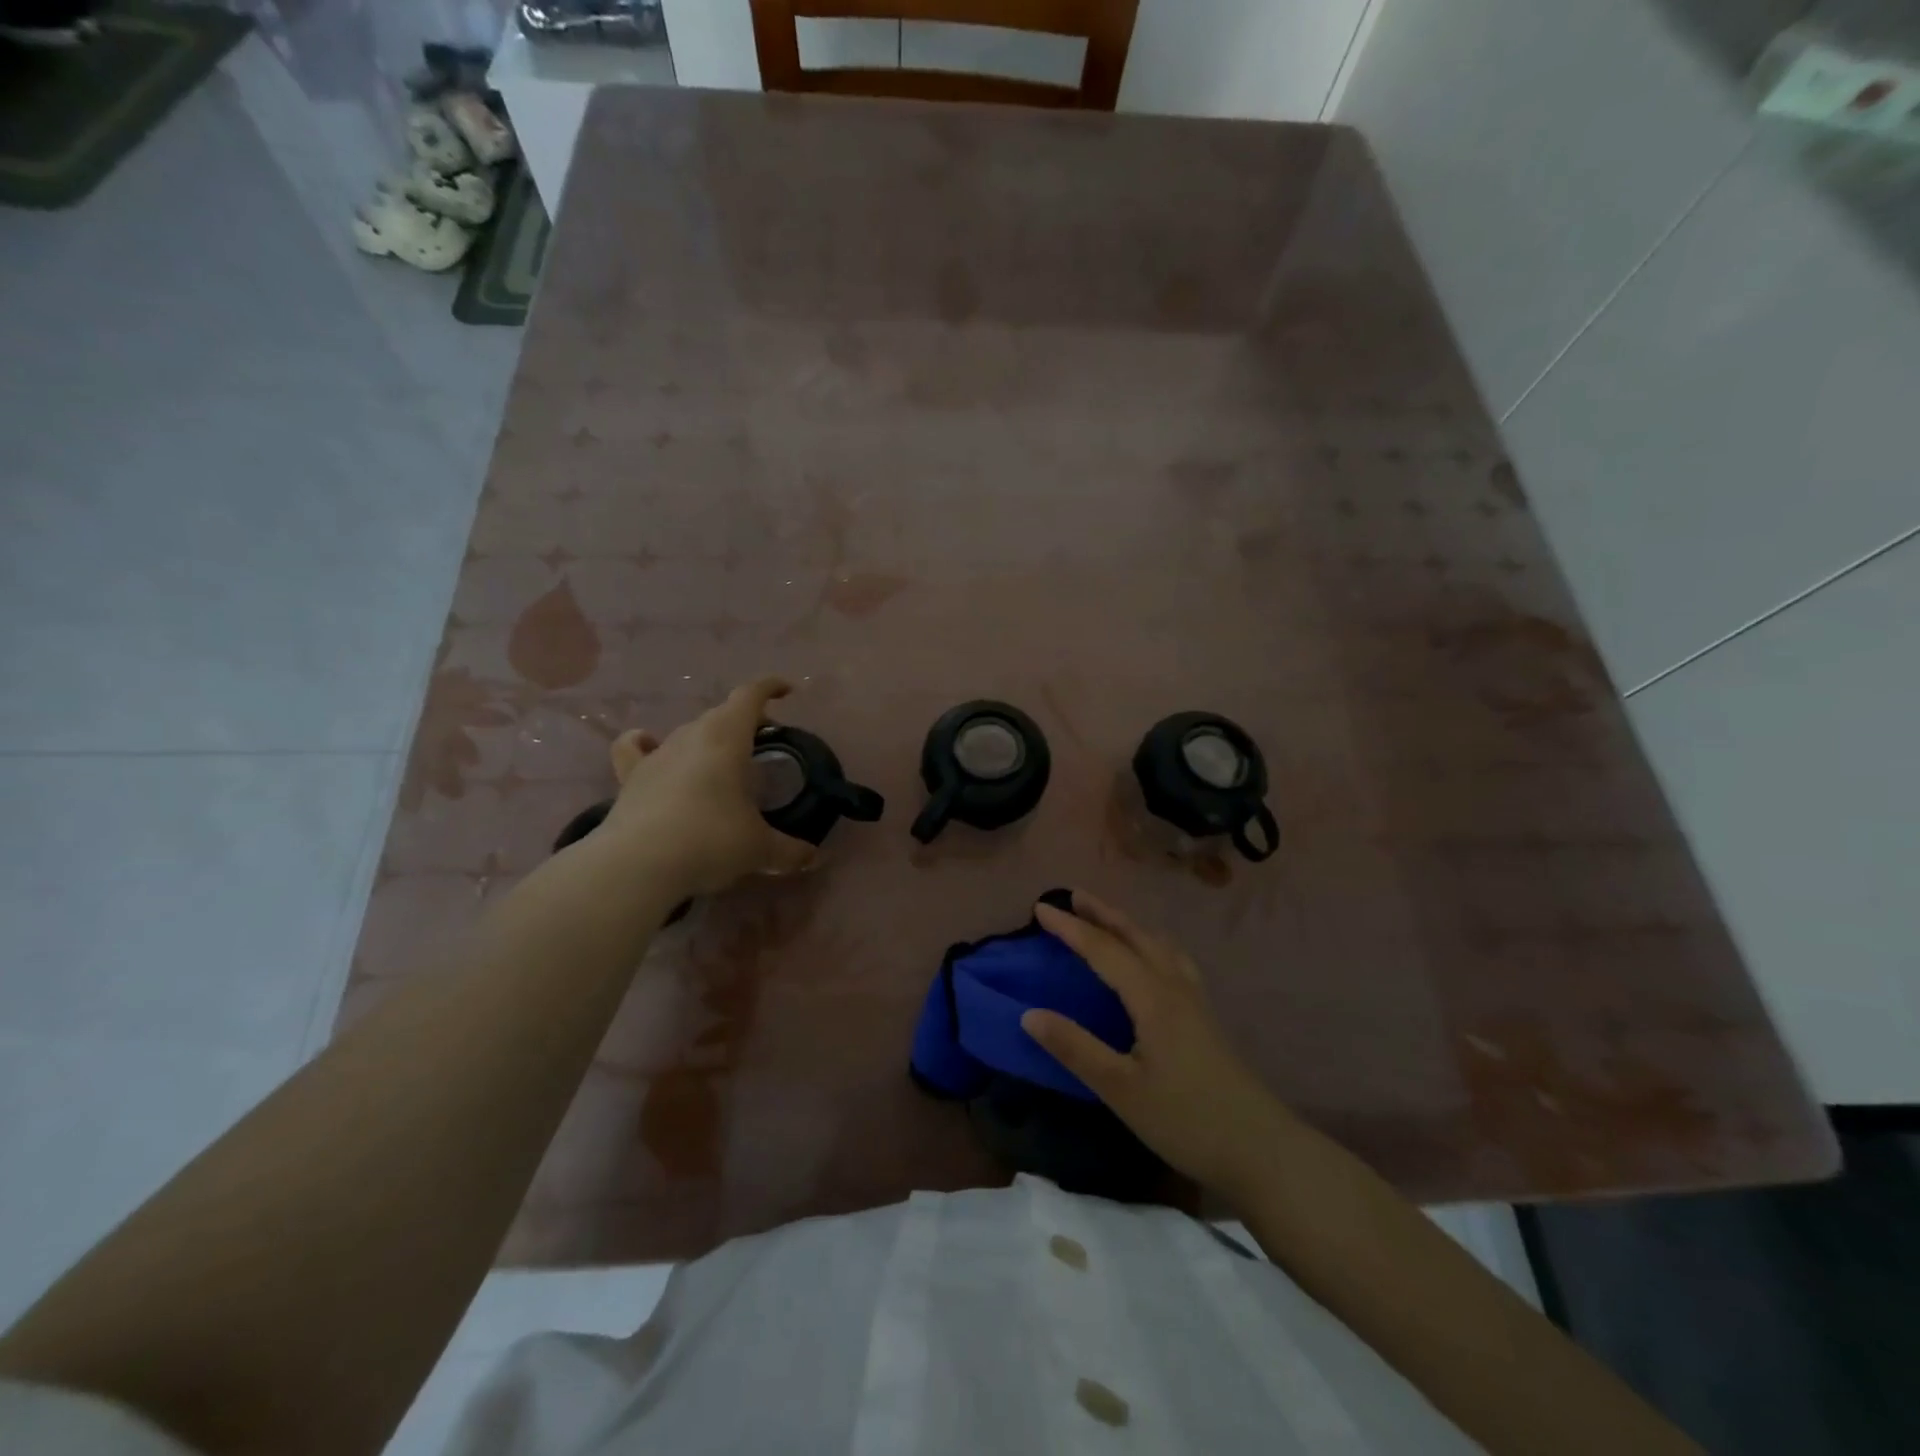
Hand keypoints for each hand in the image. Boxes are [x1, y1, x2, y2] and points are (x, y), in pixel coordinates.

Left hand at [600, 677, 815, 897]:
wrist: (637, 865)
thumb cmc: (710, 841)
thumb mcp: (759, 849)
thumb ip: (789, 850)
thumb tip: (813, 858)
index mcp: (727, 737)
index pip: (750, 696)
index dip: (770, 687)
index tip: (787, 691)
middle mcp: (691, 736)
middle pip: (721, 714)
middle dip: (745, 721)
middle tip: (763, 742)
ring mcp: (657, 754)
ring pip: (688, 732)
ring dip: (708, 740)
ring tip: (721, 763)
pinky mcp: (630, 777)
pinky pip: (635, 748)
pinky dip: (645, 743)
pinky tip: (652, 749)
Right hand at [1022, 891, 1292, 1198]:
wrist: (1261, 1149)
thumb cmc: (1185, 1119)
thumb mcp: (1119, 1089)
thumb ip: (1074, 1048)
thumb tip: (1029, 1014)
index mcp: (1151, 997)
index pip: (1103, 949)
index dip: (1070, 928)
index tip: (1040, 907)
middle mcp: (1174, 986)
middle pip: (1135, 936)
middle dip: (1102, 913)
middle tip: (1073, 895)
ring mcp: (1195, 999)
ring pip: (1158, 944)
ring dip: (1128, 925)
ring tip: (1108, 919)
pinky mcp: (1206, 1016)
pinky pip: (1173, 960)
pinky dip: (1151, 944)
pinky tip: (1152, 959)